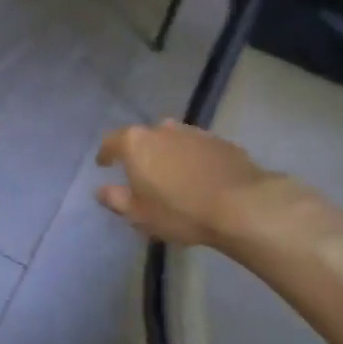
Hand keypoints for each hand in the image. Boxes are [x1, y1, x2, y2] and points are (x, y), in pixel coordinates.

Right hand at [96, 120, 337, 249]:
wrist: (241, 205)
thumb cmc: (180, 211)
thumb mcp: (139, 214)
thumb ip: (115, 199)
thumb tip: (101, 190)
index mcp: (137, 143)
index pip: (112, 141)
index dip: (106, 154)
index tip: (104, 164)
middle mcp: (163, 129)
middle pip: (144, 138)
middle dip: (139, 153)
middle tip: (140, 174)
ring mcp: (194, 132)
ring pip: (172, 140)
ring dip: (167, 154)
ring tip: (171, 176)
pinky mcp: (220, 142)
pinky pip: (196, 148)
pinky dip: (191, 159)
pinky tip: (198, 178)